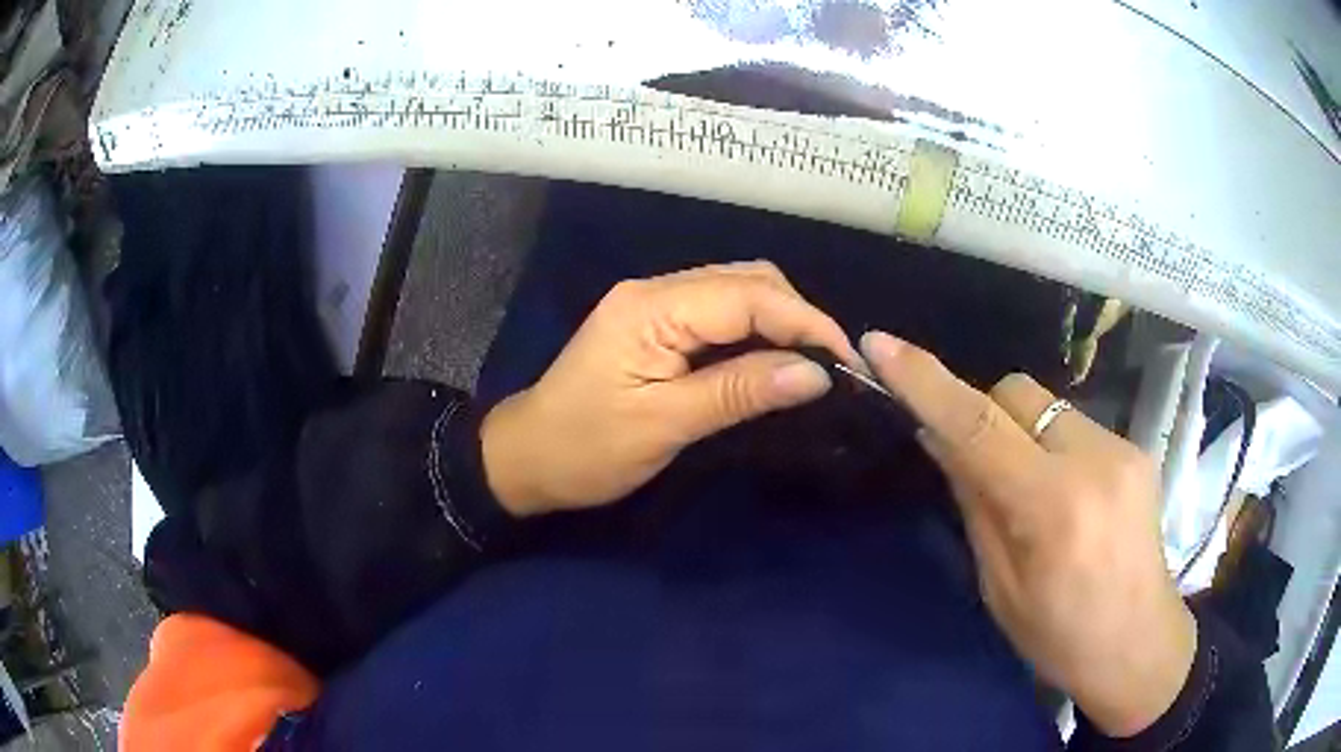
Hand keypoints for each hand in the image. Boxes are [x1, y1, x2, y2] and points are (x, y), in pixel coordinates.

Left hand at [482, 262, 858, 516]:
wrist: (526, 457)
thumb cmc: (585, 450)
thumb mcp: (663, 425)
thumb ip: (740, 391)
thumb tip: (817, 374)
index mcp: (652, 308)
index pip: (749, 295)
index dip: (806, 322)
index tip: (848, 361)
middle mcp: (655, 290)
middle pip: (747, 280)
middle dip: (798, 316)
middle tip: (832, 366)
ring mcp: (654, 303)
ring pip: (737, 291)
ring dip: (781, 321)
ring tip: (812, 363)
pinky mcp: (655, 324)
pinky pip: (719, 312)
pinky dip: (755, 330)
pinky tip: (774, 359)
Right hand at [861, 331, 1194, 737]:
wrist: (1139, 646)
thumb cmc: (1060, 637)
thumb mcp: (1000, 587)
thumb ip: (975, 502)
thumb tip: (940, 437)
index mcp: (1053, 509)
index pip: (979, 427)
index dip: (927, 382)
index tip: (881, 344)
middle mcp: (1094, 461)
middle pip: (1016, 393)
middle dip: (983, 413)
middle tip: (979, 465)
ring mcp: (1123, 448)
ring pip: (1047, 406)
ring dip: (1022, 433)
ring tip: (1031, 490)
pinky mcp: (1137, 448)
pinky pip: (1074, 424)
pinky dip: (1052, 446)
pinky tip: (1067, 494)